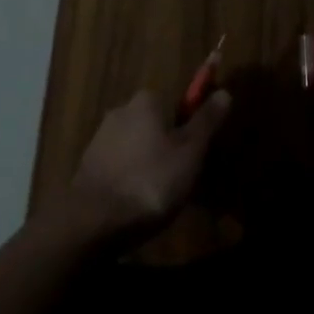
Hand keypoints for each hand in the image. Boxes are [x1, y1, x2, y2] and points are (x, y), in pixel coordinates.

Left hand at [69, 88, 230, 237]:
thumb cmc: (149, 181)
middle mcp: (122, 109)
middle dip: (169, 146)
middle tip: (182, 179)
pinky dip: (131, 178)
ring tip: (159, 197)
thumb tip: (224, 92)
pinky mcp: (88, 165)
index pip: (177, 102)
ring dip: (149, 163)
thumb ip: (206, 121)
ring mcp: (101, 137)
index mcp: (147, 99)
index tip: (197, 154)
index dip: (191, 126)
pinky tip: (136, 203)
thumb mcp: (190, 153)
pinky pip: (120, 165)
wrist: (91, 222)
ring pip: (137, 145)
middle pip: (156, 123)